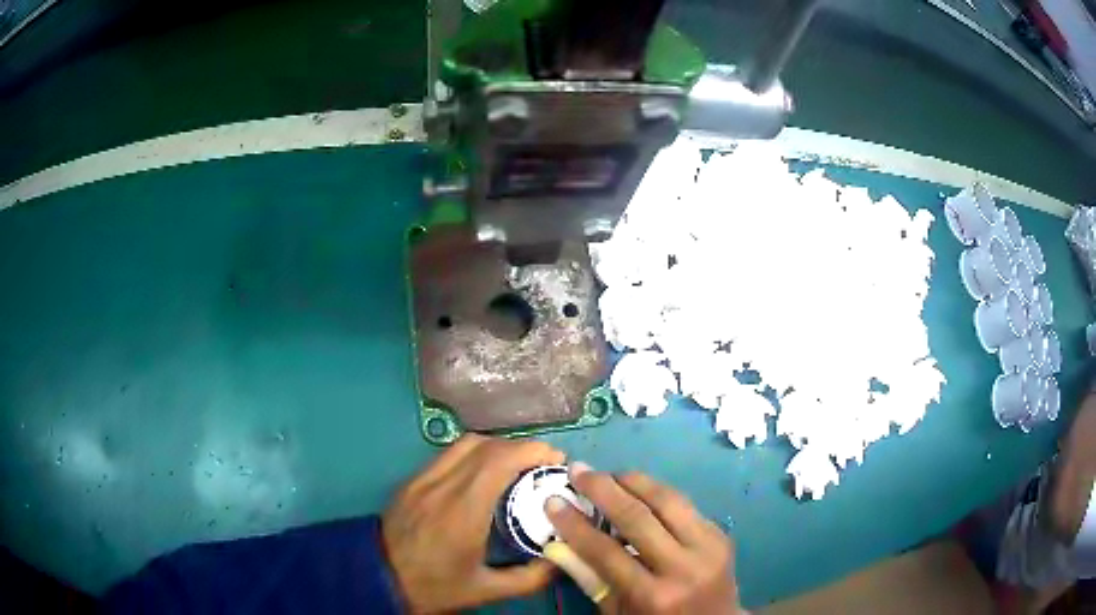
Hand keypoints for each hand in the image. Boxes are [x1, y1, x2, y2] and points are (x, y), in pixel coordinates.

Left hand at [382, 434, 563, 612]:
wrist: (377, 578)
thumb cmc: (433, 586)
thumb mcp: (485, 591)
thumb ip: (530, 578)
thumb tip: (562, 560)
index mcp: (463, 511)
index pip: (499, 460)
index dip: (532, 451)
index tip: (555, 460)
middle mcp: (442, 486)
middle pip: (486, 445)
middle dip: (521, 447)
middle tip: (543, 464)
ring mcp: (423, 479)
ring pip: (465, 443)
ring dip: (498, 446)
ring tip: (517, 466)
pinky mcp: (412, 480)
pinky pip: (449, 454)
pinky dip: (475, 453)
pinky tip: (485, 474)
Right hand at [545, 463, 739, 613]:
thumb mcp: (617, 612)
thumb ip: (589, 578)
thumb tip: (558, 542)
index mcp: (653, 596)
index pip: (606, 552)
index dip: (576, 525)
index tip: (553, 500)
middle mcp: (683, 568)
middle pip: (639, 518)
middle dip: (603, 489)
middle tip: (579, 470)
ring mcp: (709, 547)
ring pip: (668, 500)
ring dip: (634, 481)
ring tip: (608, 474)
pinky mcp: (721, 534)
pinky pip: (685, 505)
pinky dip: (657, 493)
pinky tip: (638, 489)